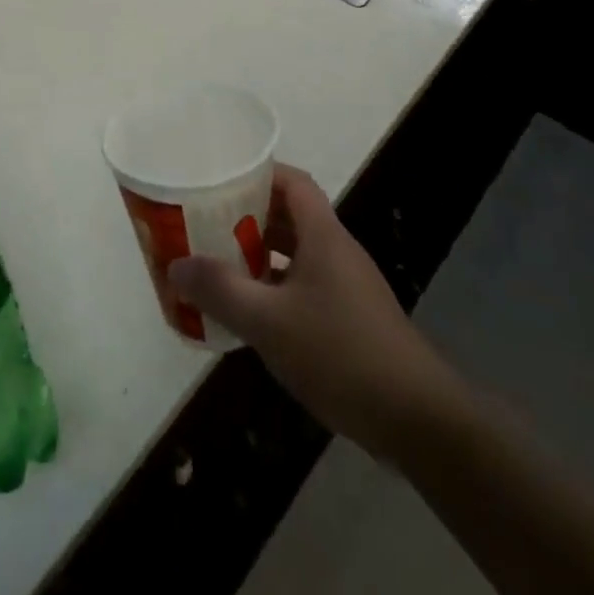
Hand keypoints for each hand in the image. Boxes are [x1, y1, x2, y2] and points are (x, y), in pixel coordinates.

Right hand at [167, 164, 463, 454]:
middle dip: (247, 215)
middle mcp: (336, 251)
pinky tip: (249, 314)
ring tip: (216, 264)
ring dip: (258, 255)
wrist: (417, 421)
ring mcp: (346, 287)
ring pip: (295, 254)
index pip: (292, 182)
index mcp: (323, 235)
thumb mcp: (269, 322)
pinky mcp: (349, 319)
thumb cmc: (341, 354)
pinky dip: (274, 289)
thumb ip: (220, 290)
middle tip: (205, 222)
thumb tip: (176, 265)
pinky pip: (303, 287)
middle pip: (289, 216)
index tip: (219, 180)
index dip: (258, 173)